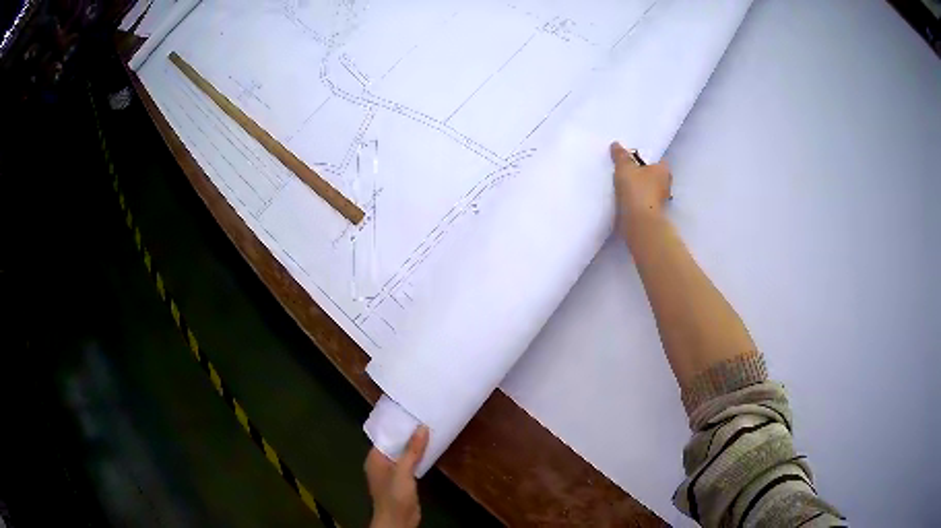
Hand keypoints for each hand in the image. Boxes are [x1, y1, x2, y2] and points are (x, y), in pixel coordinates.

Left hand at [365, 425, 429, 527]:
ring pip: (403, 454)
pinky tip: (429, 450)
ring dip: (414, 446)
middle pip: (395, 445)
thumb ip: (412, 451)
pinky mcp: (402, 481)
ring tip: (428, 430)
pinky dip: (417, 457)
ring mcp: (392, 473)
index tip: (410, 412)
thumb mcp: (403, 471)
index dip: (397, 426)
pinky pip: (409, 464)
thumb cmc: (394, 495)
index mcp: (374, 458)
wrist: (398, 520)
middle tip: (423, 418)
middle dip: (407, 435)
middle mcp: (381, 463)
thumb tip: (422, 427)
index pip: (385, 437)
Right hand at [610, 142, 672, 234]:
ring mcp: (662, 201)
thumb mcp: (625, 168)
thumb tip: (616, 144)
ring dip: (642, 188)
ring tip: (626, 187)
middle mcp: (666, 184)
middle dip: (645, 174)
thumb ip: (621, 156)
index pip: (658, 160)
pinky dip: (639, 200)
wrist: (640, 222)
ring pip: (651, 189)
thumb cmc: (636, 189)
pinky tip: (628, 200)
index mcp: (663, 170)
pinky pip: (646, 202)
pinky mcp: (655, 213)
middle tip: (629, 172)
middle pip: (655, 175)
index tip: (634, 160)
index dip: (646, 158)